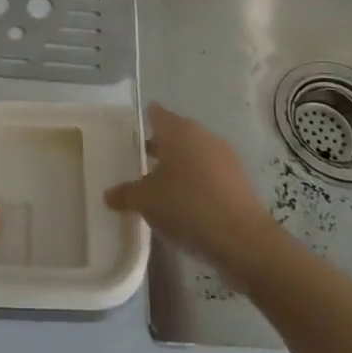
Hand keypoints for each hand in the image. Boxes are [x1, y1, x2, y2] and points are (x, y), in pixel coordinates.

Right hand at [105, 104, 280, 275]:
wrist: (242, 238)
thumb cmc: (187, 206)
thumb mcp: (146, 202)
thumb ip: (126, 194)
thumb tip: (109, 195)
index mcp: (178, 130)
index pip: (157, 114)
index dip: (144, 120)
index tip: (133, 132)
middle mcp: (202, 135)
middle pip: (176, 133)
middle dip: (161, 146)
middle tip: (141, 161)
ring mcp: (224, 155)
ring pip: (195, 153)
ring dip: (180, 164)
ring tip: (163, 186)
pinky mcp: (239, 178)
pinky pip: (210, 172)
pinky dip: (198, 181)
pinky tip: (188, 203)